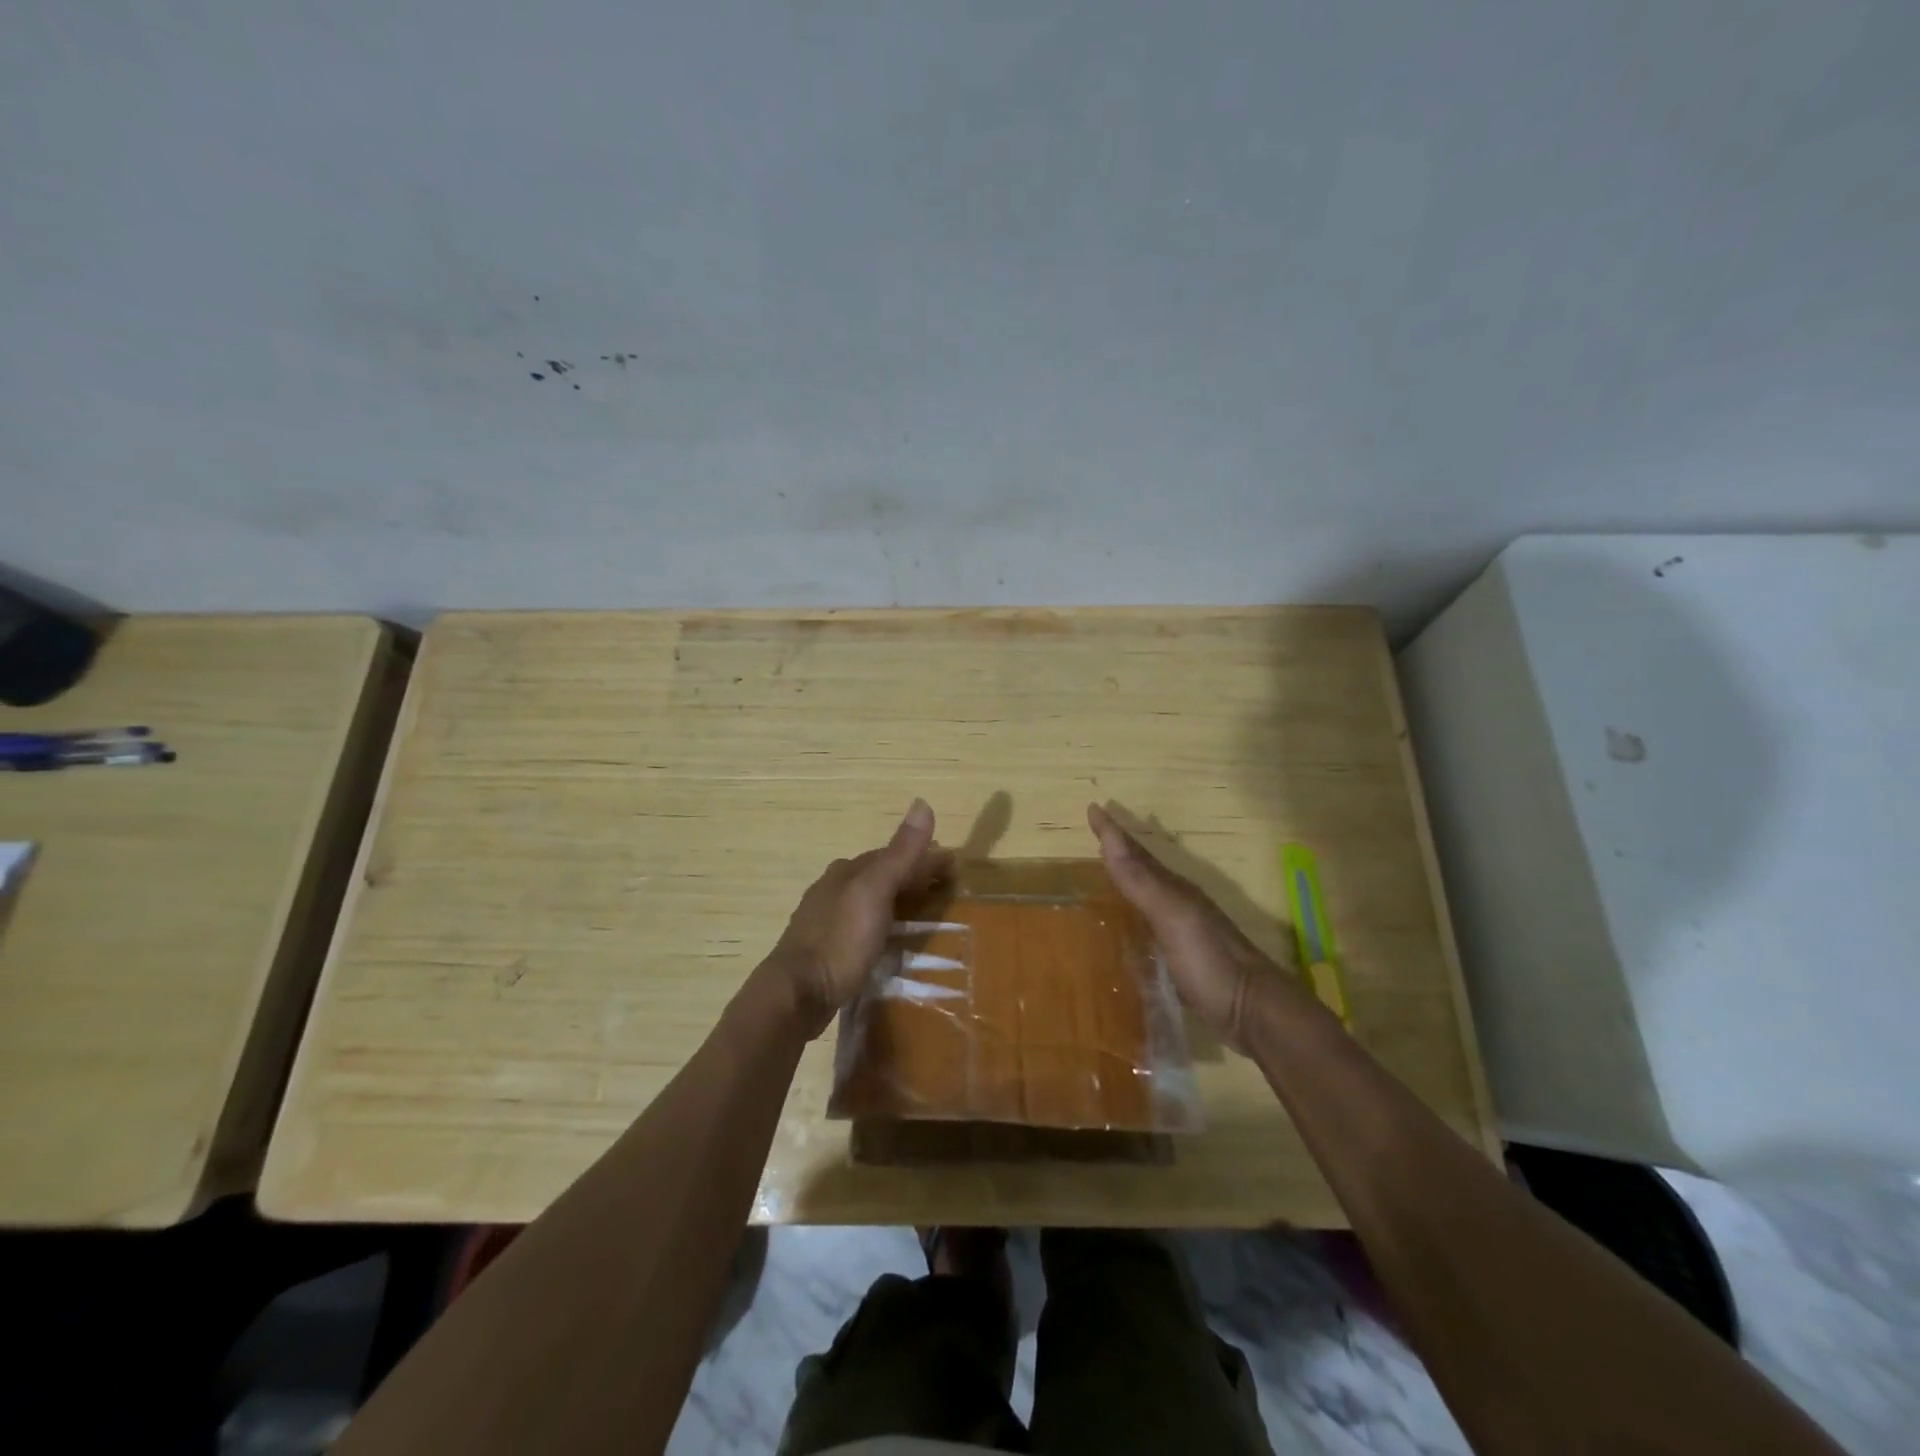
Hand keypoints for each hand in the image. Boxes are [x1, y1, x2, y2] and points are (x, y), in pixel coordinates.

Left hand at [770, 799, 952, 1035]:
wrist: (796, 994)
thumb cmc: (840, 940)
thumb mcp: (875, 892)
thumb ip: (900, 853)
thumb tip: (923, 802)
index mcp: (847, 871)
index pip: (894, 855)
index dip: (925, 858)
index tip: (954, 868)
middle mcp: (834, 888)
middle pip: (881, 876)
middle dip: (912, 878)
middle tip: (944, 891)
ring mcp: (826, 919)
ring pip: (870, 901)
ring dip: (897, 902)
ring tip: (924, 916)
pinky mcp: (825, 949)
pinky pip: (862, 927)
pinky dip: (882, 925)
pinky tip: (889, 940)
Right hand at [1087, 803, 1310, 1048]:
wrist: (1254, 1013)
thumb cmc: (1210, 961)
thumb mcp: (1172, 915)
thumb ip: (1141, 880)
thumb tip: (1110, 835)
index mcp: (1176, 890)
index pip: (1137, 853)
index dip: (1113, 831)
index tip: (1092, 808)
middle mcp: (1179, 905)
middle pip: (1144, 870)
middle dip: (1119, 851)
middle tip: (1095, 835)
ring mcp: (1183, 933)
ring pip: (1147, 897)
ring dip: (1127, 881)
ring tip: (1103, 874)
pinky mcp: (1181, 962)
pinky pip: (1149, 927)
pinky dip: (1133, 918)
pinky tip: (1124, 929)